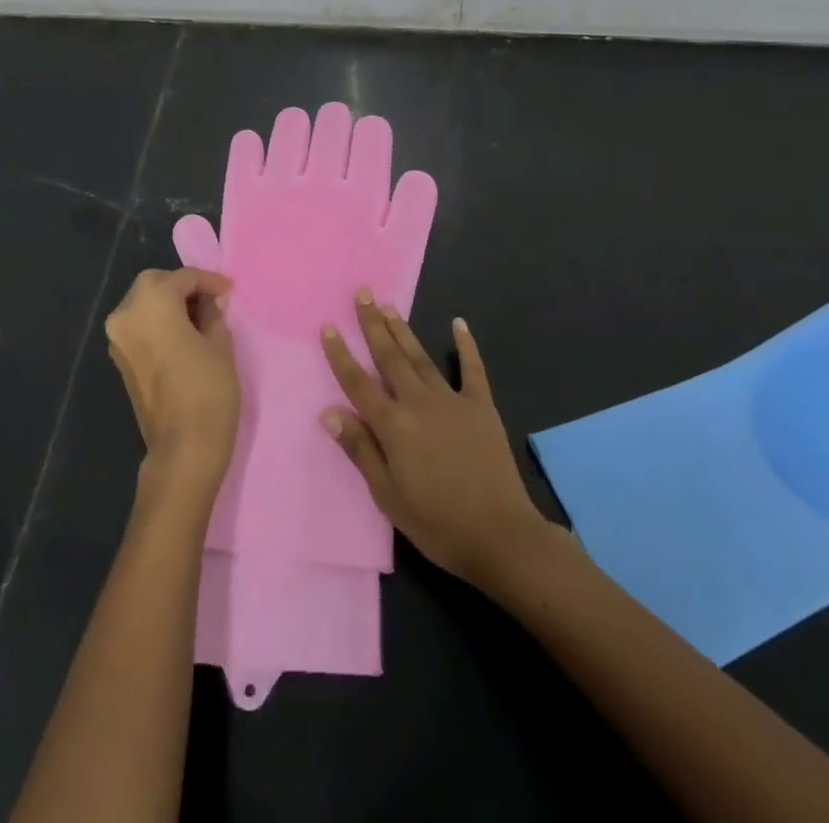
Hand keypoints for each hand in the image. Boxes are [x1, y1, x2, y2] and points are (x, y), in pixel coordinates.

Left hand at [105, 268, 239, 493]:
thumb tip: (208, 302)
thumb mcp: (220, 342)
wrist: (183, 447)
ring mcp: (118, 339)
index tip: (229, 290)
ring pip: (143, 304)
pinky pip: (139, 326)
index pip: (182, 278)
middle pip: (155, 284)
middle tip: (212, 299)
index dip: (208, 281)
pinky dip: (158, 322)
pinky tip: (183, 333)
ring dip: (168, 303)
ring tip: (200, 316)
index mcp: (151, 303)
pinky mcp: (119, 360)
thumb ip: (212, 313)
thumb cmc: (208, 388)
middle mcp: (125, 314)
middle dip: (182, 287)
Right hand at [320, 292, 547, 589]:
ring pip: (421, 357)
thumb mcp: (388, 495)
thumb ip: (361, 450)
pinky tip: (459, 324)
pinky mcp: (481, 406)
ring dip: (403, 330)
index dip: (341, 355)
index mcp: (394, 426)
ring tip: (389, 305)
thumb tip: (329, 412)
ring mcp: (452, 401)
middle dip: (373, 324)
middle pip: (390, 357)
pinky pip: (472, 369)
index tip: (328, 327)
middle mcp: (419, 403)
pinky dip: (466, 346)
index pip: (359, 383)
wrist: (500, 534)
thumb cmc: (437, 523)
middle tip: (362, 294)